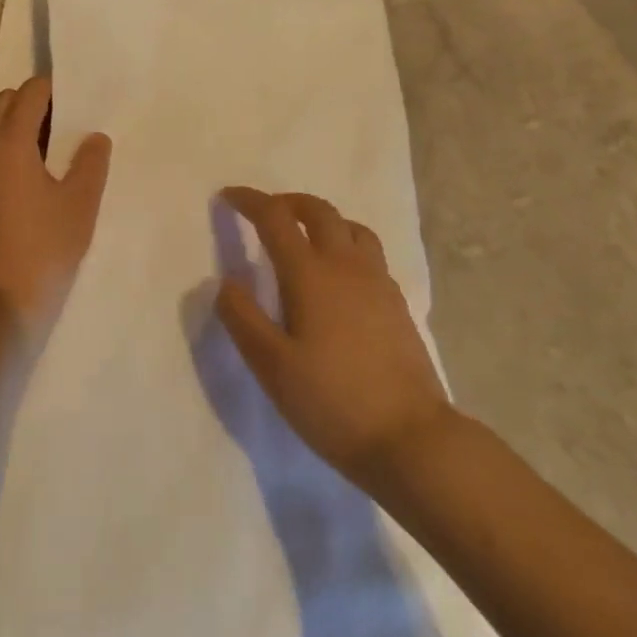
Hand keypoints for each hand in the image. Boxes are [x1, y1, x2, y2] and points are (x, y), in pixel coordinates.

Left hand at [0, 77, 111, 340]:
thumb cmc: (45, 248)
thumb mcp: (80, 204)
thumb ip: (90, 162)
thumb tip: (93, 137)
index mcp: (8, 143)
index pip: (29, 94)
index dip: (52, 89)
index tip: (76, 97)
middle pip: (2, 106)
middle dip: (30, 103)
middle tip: (65, 122)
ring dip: (15, 129)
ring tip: (51, 152)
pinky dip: (4, 154)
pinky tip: (29, 182)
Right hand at [216, 188, 452, 491]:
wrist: (411, 440)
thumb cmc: (332, 402)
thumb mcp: (272, 366)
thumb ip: (242, 318)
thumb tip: (225, 282)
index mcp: (310, 274)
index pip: (275, 218)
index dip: (249, 201)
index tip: (228, 197)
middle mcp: (346, 266)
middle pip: (318, 211)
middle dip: (288, 202)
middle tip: (266, 212)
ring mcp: (378, 283)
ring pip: (351, 227)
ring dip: (323, 219)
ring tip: (305, 237)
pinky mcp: (397, 304)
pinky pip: (370, 253)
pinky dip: (347, 245)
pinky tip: (340, 277)